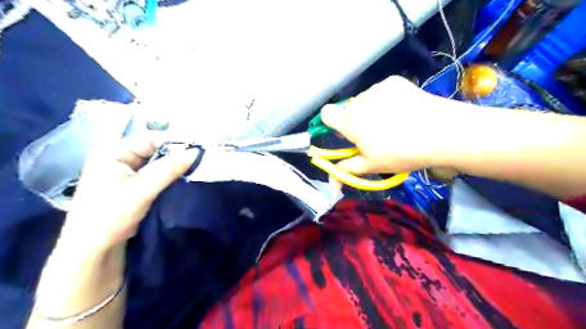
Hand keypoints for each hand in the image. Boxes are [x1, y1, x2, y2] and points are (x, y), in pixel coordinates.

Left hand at [58, 134, 195, 252]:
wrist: (93, 249)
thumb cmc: (110, 216)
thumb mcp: (142, 190)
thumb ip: (169, 169)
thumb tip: (196, 152)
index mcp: (112, 152)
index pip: (150, 139)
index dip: (175, 142)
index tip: (199, 147)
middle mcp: (119, 157)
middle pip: (155, 150)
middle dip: (177, 155)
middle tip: (202, 158)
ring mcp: (127, 171)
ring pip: (157, 163)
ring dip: (175, 166)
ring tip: (197, 167)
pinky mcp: (134, 185)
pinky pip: (157, 174)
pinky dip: (170, 176)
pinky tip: (185, 177)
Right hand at [320, 75, 462, 175]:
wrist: (442, 132)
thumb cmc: (402, 153)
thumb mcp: (372, 166)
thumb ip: (346, 170)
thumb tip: (331, 182)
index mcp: (349, 121)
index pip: (325, 114)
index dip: (331, 124)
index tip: (345, 135)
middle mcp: (359, 100)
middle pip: (347, 108)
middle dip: (354, 120)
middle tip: (373, 135)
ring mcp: (377, 88)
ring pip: (364, 100)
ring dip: (369, 110)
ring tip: (392, 123)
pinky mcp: (394, 81)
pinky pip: (381, 91)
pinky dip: (386, 100)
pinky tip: (403, 111)